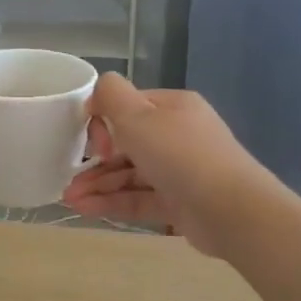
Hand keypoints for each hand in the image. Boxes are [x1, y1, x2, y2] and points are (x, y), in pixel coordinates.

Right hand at [61, 74, 262, 253]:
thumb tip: (98, 90)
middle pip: (127, 143)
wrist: (232, 211)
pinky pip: (140, 197)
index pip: (128, 107)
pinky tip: (86, 209)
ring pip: (131, 173)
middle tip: (69, 177)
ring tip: (69, 200)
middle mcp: (177, 135)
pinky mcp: (179, 203)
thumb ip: (111, 96)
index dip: (102, 122)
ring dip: (98, 184)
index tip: (90, 142)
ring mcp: (180, 171)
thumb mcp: (138, 117)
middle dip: (94, 160)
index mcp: (172, 107)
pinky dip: (113, 201)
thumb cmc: (180, 155)